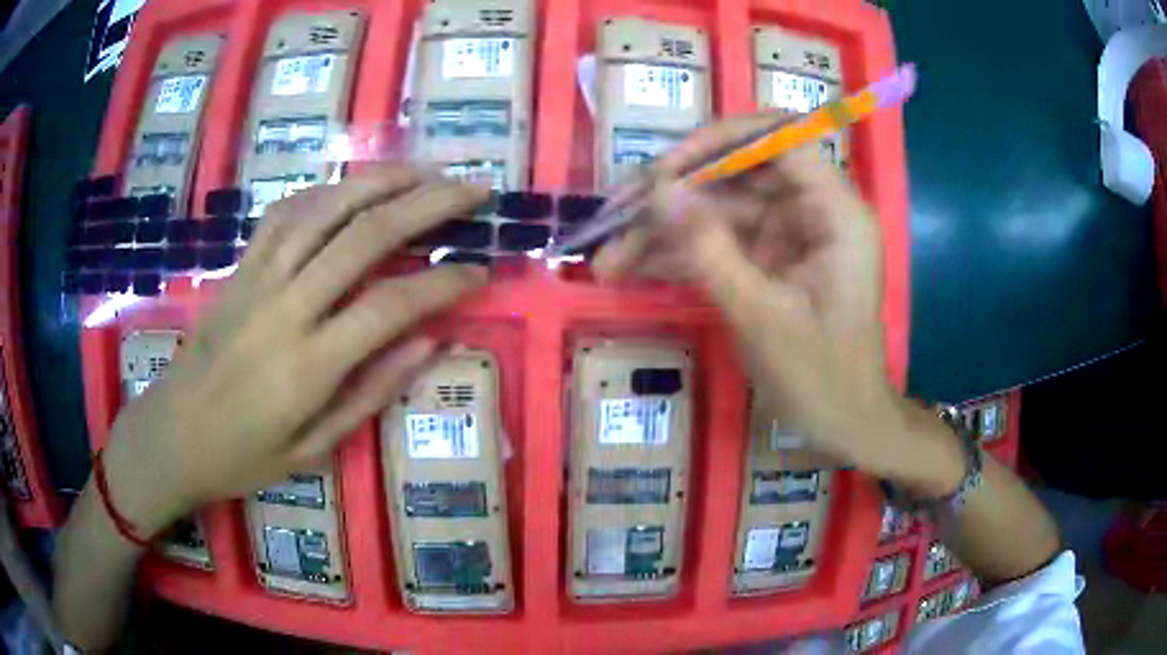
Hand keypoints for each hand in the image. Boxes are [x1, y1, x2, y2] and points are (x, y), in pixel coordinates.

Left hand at [101, 165, 487, 536]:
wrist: (171, 435)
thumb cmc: (240, 457)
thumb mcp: (312, 450)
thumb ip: (370, 393)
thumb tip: (428, 343)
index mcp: (307, 366)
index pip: (391, 306)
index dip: (445, 283)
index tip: (482, 270)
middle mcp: (285, 308)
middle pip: (365, 236)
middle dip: (428, 205)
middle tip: (473, 190)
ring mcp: (257, 279)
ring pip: (325, 209)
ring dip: (380, 181)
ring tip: (424, 170)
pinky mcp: (238, 268)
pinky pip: (283, 214)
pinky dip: (323, 191)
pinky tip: (350, 185)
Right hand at [595, 115, 963, 492]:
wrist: (844, 426)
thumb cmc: (820, 378)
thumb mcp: (760, 315)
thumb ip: (707, 248)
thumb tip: (656, 190)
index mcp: (836, 213)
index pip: (779, 140)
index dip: (720, 141)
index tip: (666, 169)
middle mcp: (815, 211)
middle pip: (738, 174)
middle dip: (675, 195)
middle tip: (616, 214)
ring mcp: (791, 235)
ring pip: (721, 211)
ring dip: (666, 232)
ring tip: (607, 259)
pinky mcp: (772, 260)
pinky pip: (722, 243)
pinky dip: (681, 256)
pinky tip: (633, 269)